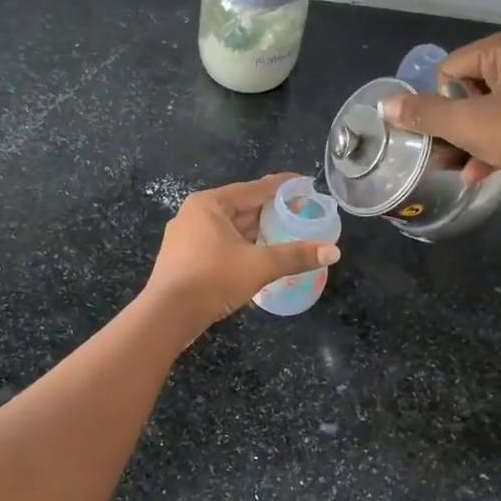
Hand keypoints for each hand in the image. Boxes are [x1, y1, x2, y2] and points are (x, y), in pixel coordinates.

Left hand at [144, 174, 341, 335]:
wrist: (167, 315)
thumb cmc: (212, 279)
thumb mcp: (259, 266)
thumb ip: (295, 255)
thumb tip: (333, 252)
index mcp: (209, 204)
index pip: (254, 189)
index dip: (282, 186)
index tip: (304, 184)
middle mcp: (194, 214)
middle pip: (241, 208)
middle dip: (270, 212)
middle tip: (300, 214)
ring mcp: (185, 237)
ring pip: (229, 228)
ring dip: (256, 233)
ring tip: (284, 236)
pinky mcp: (182, 259)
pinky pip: (219, 244)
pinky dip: (240, 247)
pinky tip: (257, 257)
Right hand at [377, 30, 500, 204]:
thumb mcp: (468, 125)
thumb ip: (423, 114)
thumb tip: (384, 105)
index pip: (449, 70)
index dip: (442, 103)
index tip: (449, 130)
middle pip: (467, 90)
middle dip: (454, 126)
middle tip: (445, 154)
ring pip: (487, 111)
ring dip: (468, 141)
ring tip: (456, 168)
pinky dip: (492, 145)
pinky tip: (478, 173)